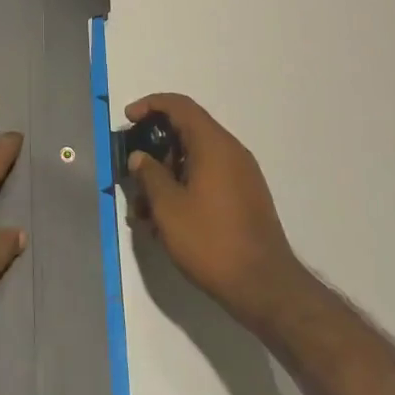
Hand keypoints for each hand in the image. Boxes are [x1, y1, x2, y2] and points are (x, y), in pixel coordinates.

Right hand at [125, 92, 310, 328]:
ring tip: (143, 210)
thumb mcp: (168, 207)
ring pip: (194, 161)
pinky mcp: (244, 200)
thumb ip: (149, 174)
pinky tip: (165, 222)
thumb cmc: (212, 241)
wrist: (266, 289)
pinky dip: (183, 189)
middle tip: (131, 172)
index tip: (128, 120)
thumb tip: (140, 157)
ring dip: (165, 177)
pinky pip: (207, 180)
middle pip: (186, 133)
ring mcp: (241, 177)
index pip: (179, 106)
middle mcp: (231, 153)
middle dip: (154, 150)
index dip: (150, 105)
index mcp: (214, 145)